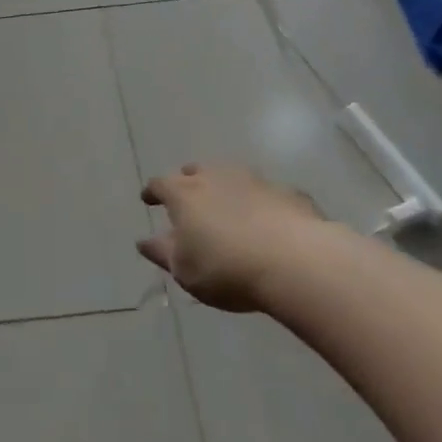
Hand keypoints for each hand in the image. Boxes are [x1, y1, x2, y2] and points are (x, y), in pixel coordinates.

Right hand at [138, 164, 325, 312]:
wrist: (297, 262)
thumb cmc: (226, 268)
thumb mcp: (184, 270)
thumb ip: (162, 253)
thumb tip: (144, 241)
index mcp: (184, 194)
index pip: (160, 184)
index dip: (152, 192)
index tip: (148, 199)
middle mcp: (216, 177)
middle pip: (195, 172)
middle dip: (188, 182)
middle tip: (188, 198)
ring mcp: (255, 181)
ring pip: (232, 177)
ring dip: (225, 188)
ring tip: (227, 206)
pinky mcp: (288, 193)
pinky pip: (266, 194)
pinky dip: (260, 203)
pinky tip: (266, 221)